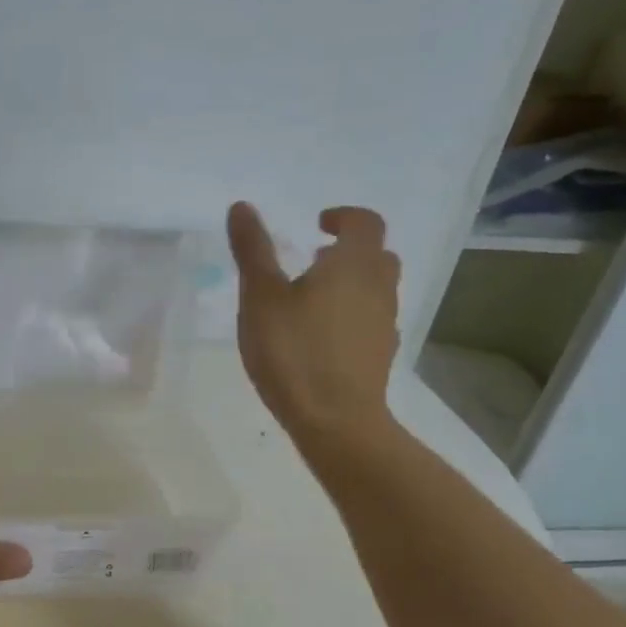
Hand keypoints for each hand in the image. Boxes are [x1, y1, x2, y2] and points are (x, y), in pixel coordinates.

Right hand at [226, 202, 401, 435]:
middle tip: (314, 258)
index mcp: (353, 265)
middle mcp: (378, 288)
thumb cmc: (293, 351)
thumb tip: (242, 206)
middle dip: (349, 250)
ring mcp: (384, 324)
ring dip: (351, 282)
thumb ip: (253, 250)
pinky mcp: (380, 355)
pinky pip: (370, 319)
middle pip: (377, 255)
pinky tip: (321, 336)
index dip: (343, 217)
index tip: (317, 224)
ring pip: (376, 289)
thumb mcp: (260, 297)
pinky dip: (351, 314)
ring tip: (312, 298)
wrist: (336, 420)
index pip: (365, 223)